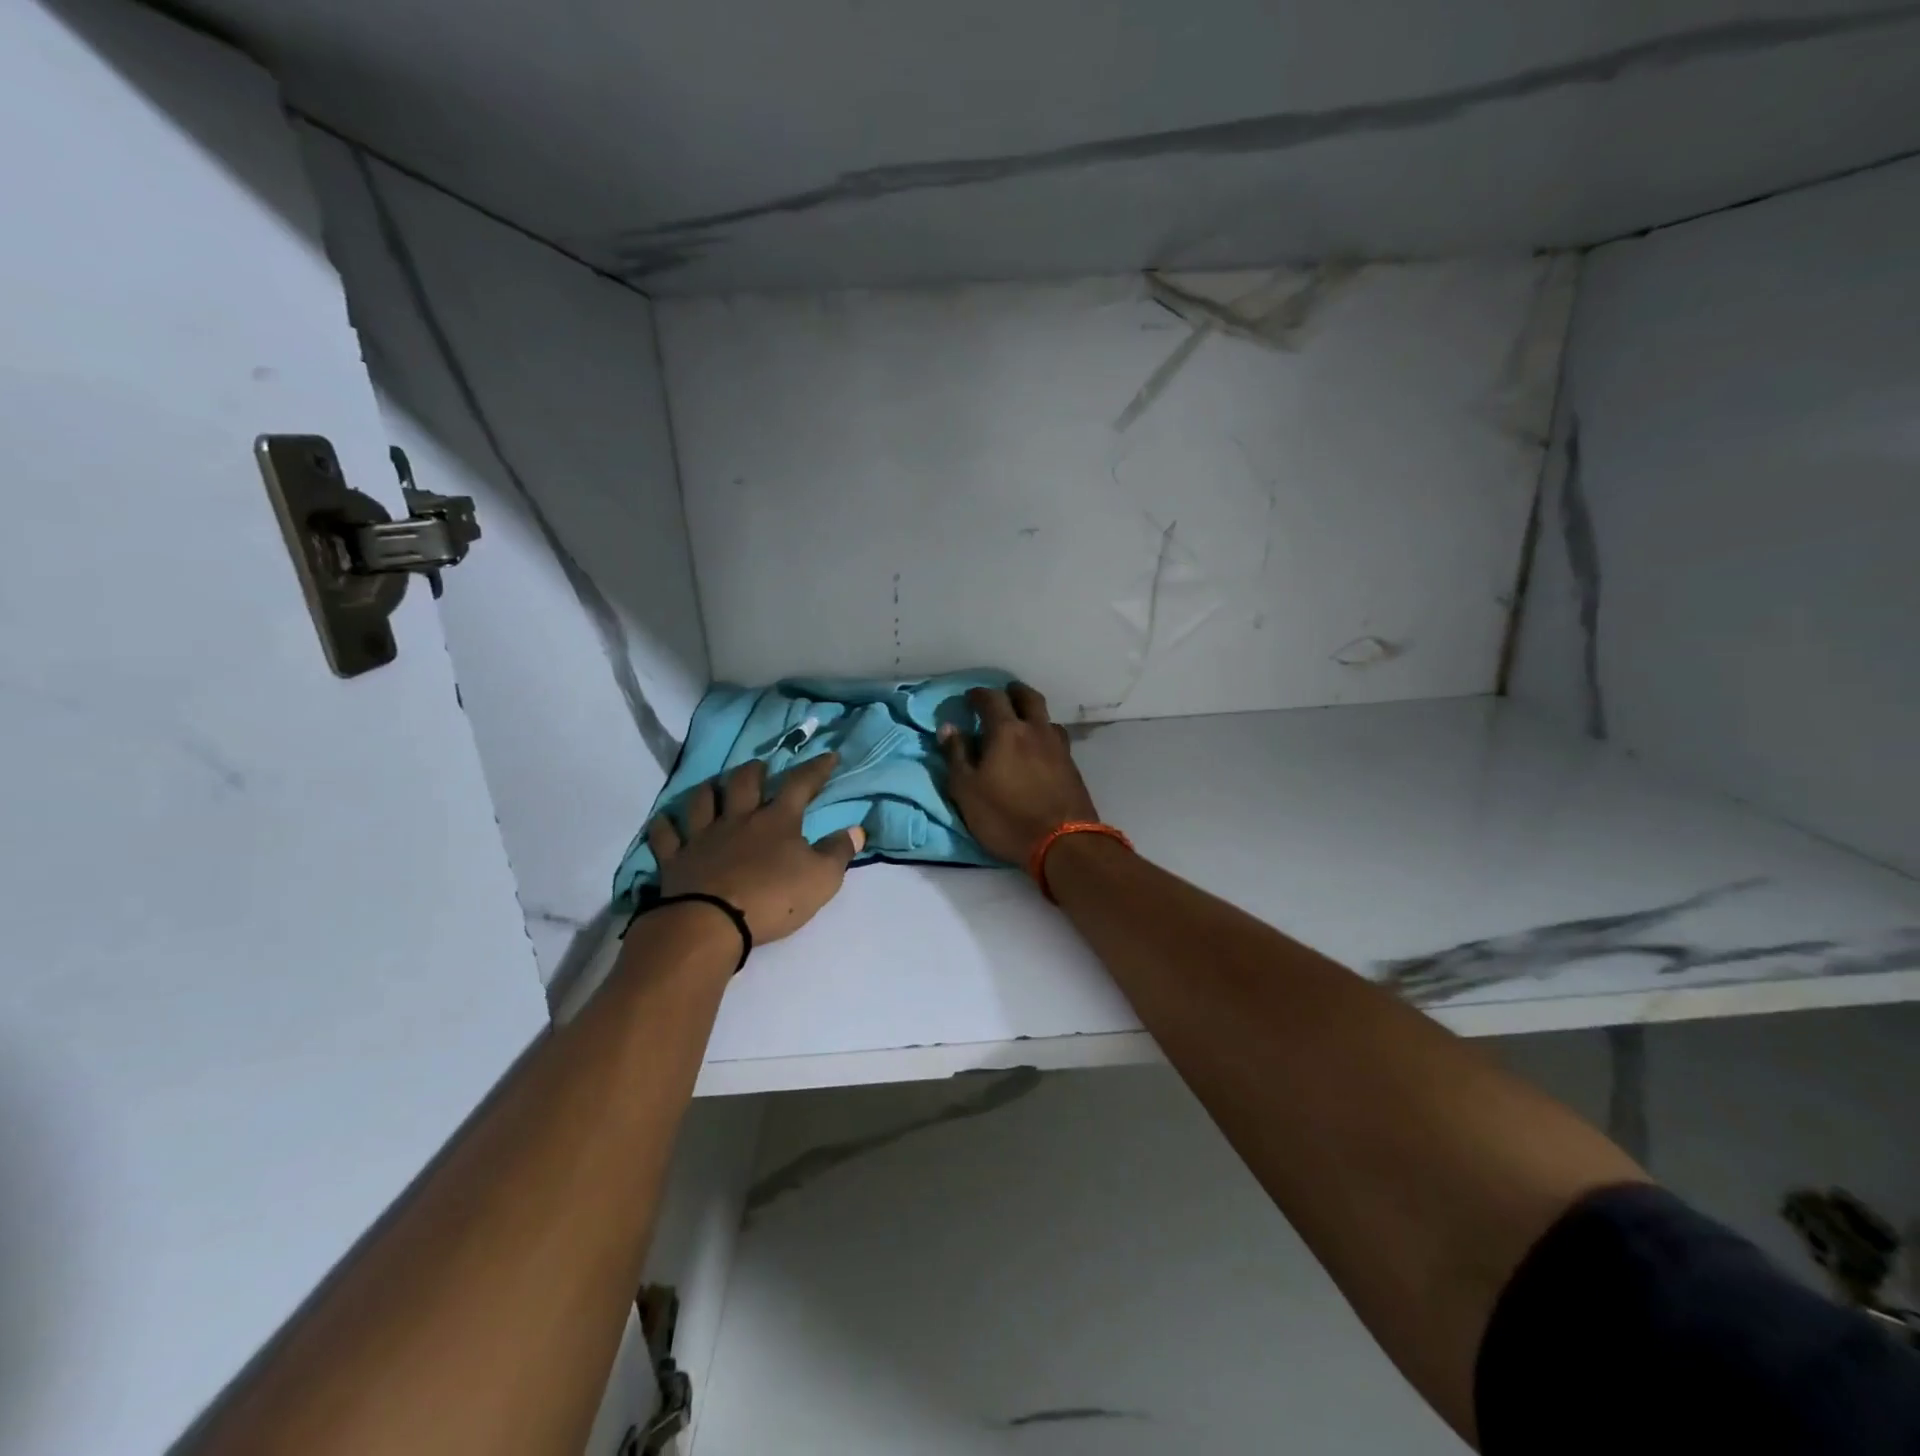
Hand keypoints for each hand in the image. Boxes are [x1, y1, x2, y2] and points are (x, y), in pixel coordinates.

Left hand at [645, 753, 865, 943]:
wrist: (711, 924)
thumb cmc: (773, 899)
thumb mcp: (822, 879)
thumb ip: (839, 852)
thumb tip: (856, 830)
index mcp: (777, 821)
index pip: (800, 784)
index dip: (816, 769)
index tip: (829, 756)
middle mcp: (738, 819)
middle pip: (744, 782)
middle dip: (755, 770)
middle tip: (761, 767)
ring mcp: (702, 836)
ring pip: (702, 800)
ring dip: (710, 789)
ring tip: (715, 786)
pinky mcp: (675, 858)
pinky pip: (665, 834)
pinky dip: (665, 825)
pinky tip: (666, 820)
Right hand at [939, 684, 1100, 863]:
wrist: (1062, 842)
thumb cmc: (1005, 816)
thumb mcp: (966, 790)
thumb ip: (956, 755)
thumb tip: (948, 727)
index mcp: (1006, 731)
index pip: (991, 699)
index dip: (978, 695)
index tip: (970, 698)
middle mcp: (1035, 731)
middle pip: (1027, 698)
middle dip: (1012, 692)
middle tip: (1002, 695)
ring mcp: (1058, 747)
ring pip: (1046, 717)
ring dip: (1033, 713)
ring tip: (1023, 723)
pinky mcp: (1072, 766)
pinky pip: (1056, 738)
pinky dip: (1044, 734)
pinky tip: (1040, 748)